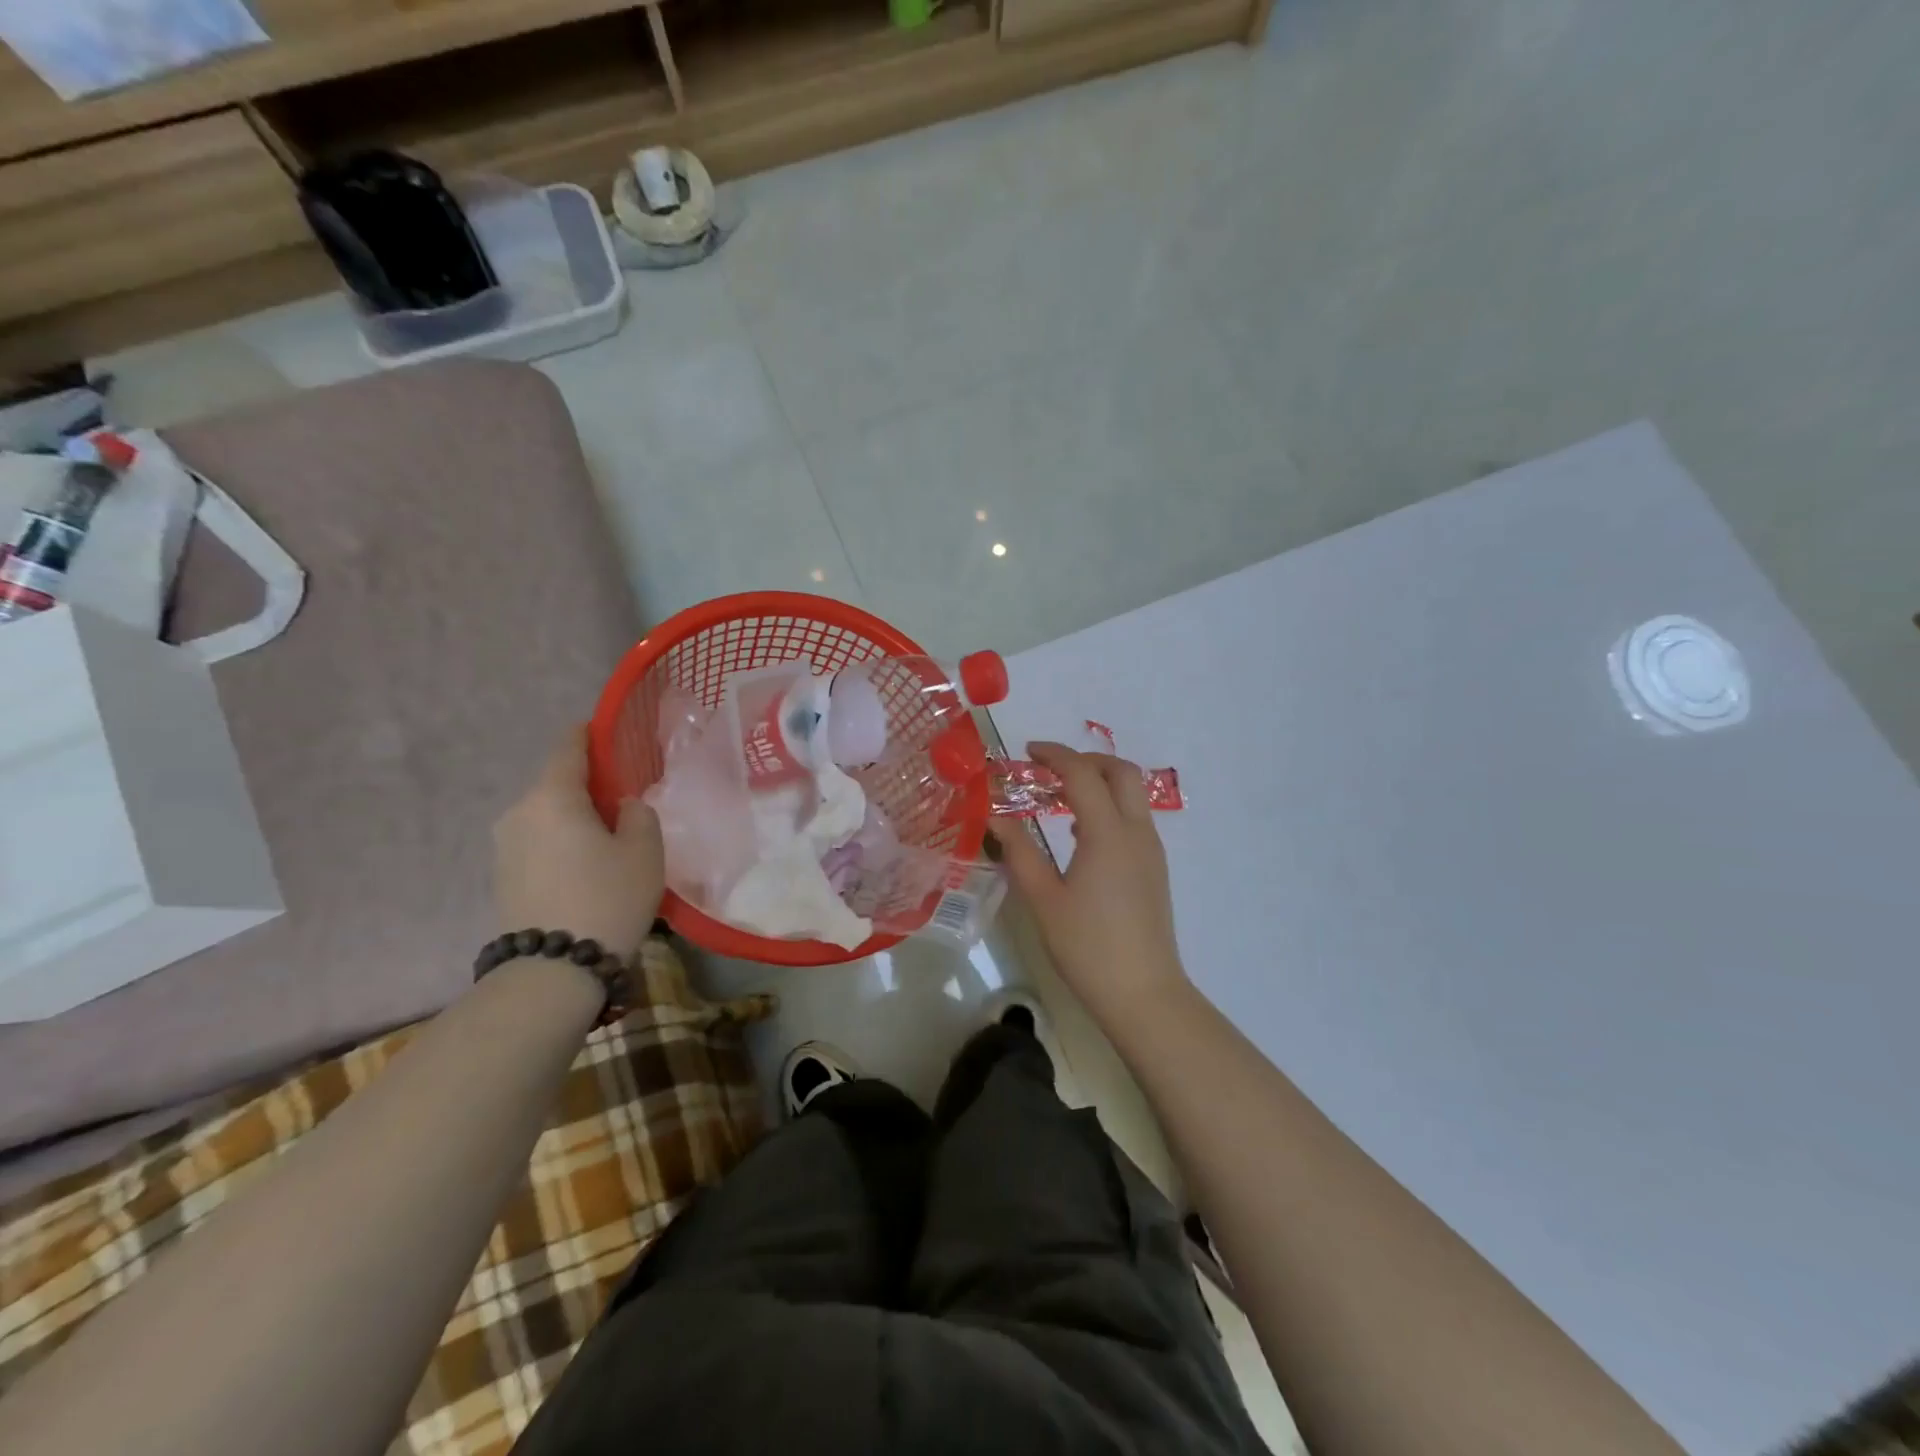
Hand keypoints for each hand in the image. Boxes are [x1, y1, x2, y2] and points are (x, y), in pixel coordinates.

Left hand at [494, 727, 663, 960]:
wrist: (553, 971)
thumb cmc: (607, 898)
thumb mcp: (645, 851)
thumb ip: (639, 814)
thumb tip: (622, 806)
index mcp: (552, 797)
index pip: (569, 748)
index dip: (589, 735)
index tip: (608, 732)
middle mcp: (518, 814)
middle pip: (557, 784)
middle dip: (588, 786)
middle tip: (624, 799)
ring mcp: (504, 847)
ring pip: (547, 816)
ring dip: (575, 818)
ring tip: (609, 839)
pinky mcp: (502, 877)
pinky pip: (538, 843)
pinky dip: (562, 843)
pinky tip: (586, 866)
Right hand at [993, 742, 1189, 1029]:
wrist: (1143, 992)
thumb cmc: (1087, 946)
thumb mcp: (1043, 899)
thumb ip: (1019, 851)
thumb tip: (994, 817)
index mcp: (1108, 834)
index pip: (1082, 774)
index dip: (1054, 755)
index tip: (1027, 753)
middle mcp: (1136, 831)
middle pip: (1120, 771)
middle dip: (1085, 759)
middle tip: (1049, 769)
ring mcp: (1151, 849)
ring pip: (1132, 793)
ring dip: (1099, 781)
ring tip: (1059, 796)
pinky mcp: (1154, 867)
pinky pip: (1134, 817)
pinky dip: (1109, 805)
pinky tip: (1081, 833)